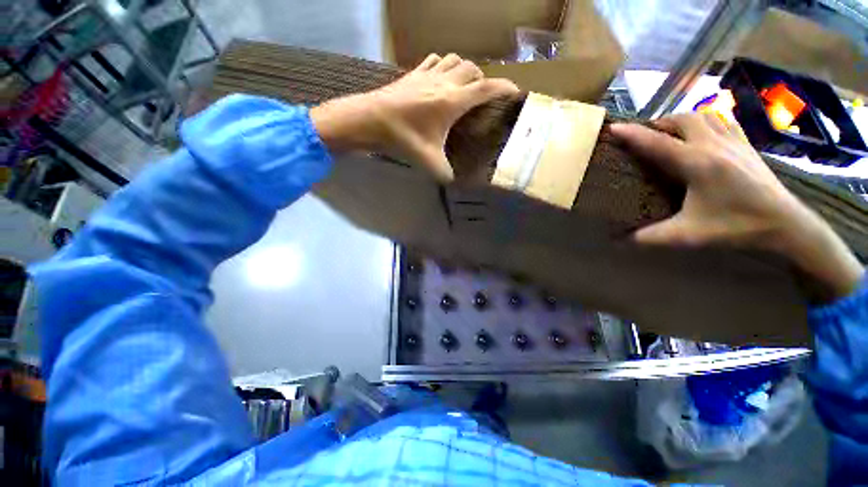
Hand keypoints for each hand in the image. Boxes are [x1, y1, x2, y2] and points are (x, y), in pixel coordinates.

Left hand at [311, 53, 518, 180]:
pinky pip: (435, 60)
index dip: (504, 88)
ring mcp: (427, 74)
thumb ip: (445, 173)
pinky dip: (444, 65)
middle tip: (483, 97)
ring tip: (464, 86)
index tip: (514, 91)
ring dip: (464, 70)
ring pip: (455, 60)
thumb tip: (453, 183)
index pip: (486, 88)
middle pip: (473, 70)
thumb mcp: (429, 161)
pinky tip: (440, 78)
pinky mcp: (413, 73)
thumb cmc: (403, 139)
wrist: (371, 120)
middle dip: (483, 80)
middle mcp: (444, 82)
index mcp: (452, 101)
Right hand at [611, 113, 862, 300]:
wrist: (785, 223)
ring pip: (701, 115)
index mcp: (698, 164)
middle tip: (643, 137)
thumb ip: (649, 237)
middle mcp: (714, 145)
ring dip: (679, 120)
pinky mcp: (745, 143)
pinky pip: (721, 120)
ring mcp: (733, 141)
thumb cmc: (736, 227)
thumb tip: (619, 241)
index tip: (613, 128)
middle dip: (657, 124)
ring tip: (668, 133)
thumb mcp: (687, 235)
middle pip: (681, 120)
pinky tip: (700, 132)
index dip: (632, 135)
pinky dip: (703, 120)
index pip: (657, 143)